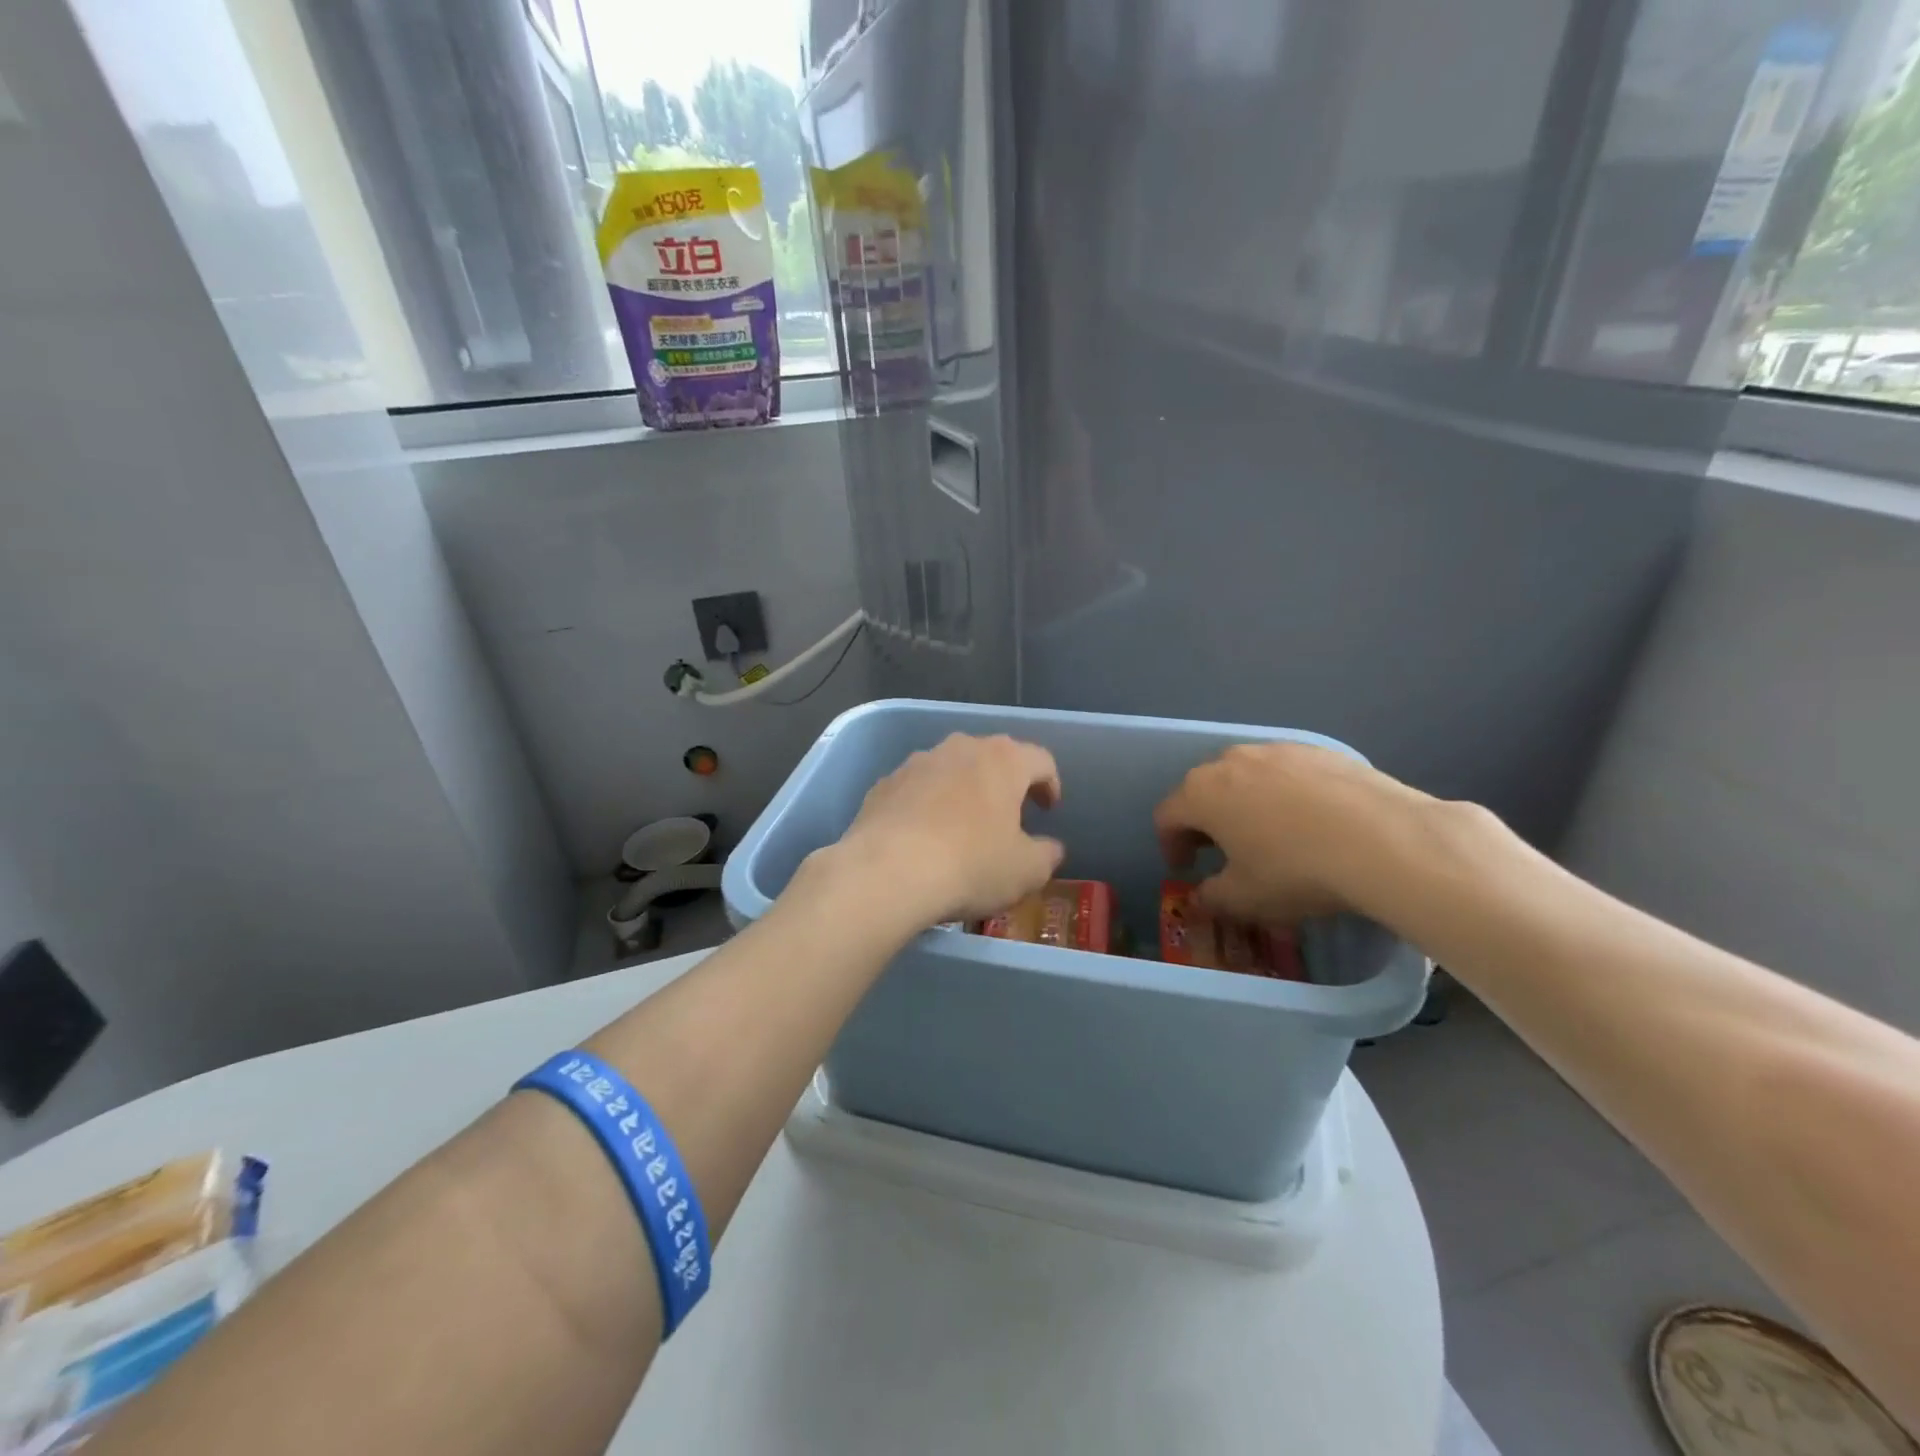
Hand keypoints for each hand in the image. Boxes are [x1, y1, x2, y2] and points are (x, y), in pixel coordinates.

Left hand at [832, 733, 1064, 928]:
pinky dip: (926, 806)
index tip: (1048, 810)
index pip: (1040, 760)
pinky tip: (922, 837)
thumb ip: (1046, 854)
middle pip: (992, 758)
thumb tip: (1050, 847)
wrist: (886, 872)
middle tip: (1008, 815)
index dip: (1050, 784)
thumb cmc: (970, 865)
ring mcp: (917, 762)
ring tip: (962, 827)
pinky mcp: (884, 784)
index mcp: (1003, 760)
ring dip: (962, 791)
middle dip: (1004, 783)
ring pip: (950, 770)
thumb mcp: (1026, 871)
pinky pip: (916, 789)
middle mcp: (960, 748)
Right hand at [1153, 743, 1430, 925]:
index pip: (1167, 816)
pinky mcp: (1319, 750)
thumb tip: (1200, 898)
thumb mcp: (1244, 899)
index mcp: (1201, 794)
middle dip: (1205, 820)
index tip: (1186, 868)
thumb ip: (1210, 898)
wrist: (1385, 840)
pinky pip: (1287, 772)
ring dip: (1244, 802)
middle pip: (1203, 789)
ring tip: (1268, 833)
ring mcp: (1277, 750)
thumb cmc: (1296, 871)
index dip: (1170, 845)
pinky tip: (1311, 821)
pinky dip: (1285, 794)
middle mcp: (1231, 761)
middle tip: (1222, 851)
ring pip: (1246, 776)